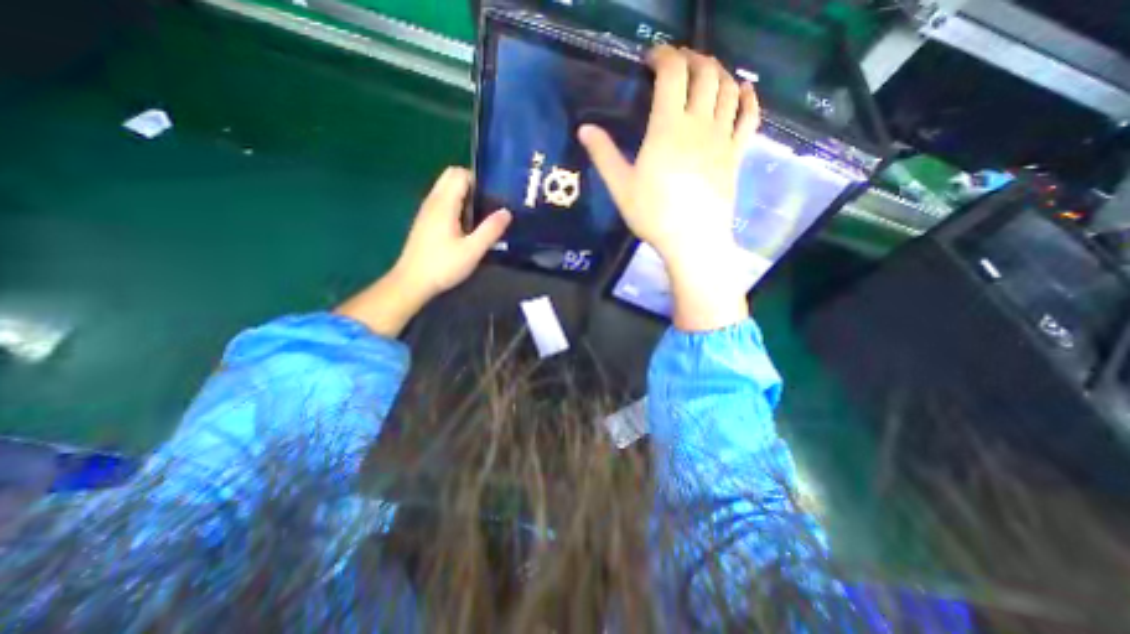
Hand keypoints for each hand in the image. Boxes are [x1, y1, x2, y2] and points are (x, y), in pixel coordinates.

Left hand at [334, 166, 511, 336]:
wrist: (412, 282)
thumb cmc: (443, 266)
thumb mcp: (472, 250)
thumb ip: (490, 230)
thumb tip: (506, 212)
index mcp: (444, 204)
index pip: (460, 174)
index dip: (479, 179)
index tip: (495, 194)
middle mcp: (433, 201)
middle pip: (451, 176)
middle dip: (472, 183)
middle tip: (489, 203)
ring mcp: (427, 210)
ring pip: (446, 188)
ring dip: (464, 193)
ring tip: (482, 213)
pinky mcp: (425, 221)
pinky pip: (442, 200)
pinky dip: (456, 203)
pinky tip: (467, 224)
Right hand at [583, 44, 758, 331]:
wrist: (692, 240)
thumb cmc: (653, 215)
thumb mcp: (621, 187)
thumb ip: (604, 155)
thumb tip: (584, 128)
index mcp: (667, 127)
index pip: (672, 73)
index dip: (663, 56)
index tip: (652, 58)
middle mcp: (699, 123)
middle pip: (705, 72)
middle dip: (692, 58)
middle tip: (679, 63)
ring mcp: (722, 138)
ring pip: (728, 89)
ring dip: (718, 72)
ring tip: (705, 74)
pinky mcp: (736, 154)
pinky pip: (749, 117)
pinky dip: (748, 97)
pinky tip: (743, 91)